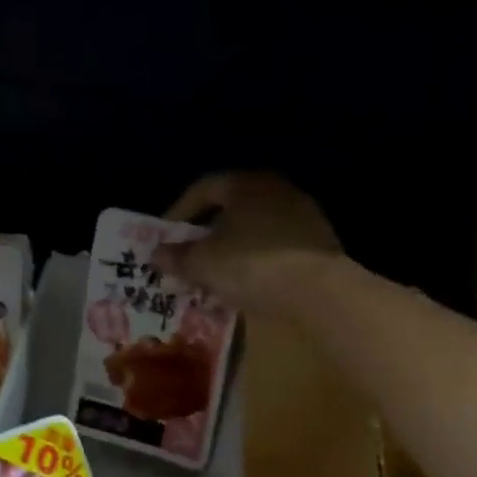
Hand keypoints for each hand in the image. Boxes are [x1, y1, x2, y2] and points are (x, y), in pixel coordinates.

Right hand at [157, 172, 341, 315]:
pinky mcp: (320, 242)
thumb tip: (156, 254)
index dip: (178, 211)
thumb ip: (177, 256)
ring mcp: (303, 215)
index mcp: (245, 184)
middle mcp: (276, 190)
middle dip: (207, 231)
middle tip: (189, 254)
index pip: (203, 188)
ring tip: (217, 272)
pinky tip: (248, 281)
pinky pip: (276, 245)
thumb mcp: (202, 263)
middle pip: (231, 206)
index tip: (165, 237)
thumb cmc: (250, 265)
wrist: (319, 291)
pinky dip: (258, 258)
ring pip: (255, 226)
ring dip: (233, 245)